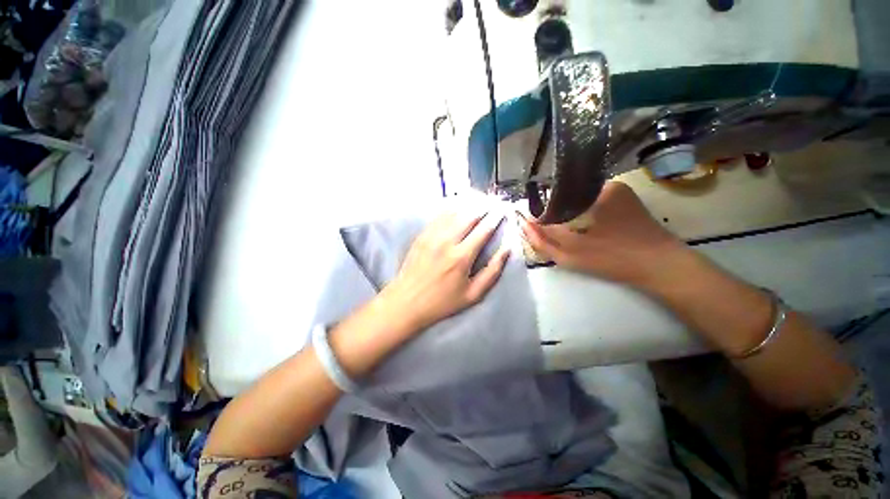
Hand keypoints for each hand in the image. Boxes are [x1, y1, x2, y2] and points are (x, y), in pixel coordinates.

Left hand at [381, 211, 510, 330]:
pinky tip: (457, 205)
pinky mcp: (421, 236)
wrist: (406, 302)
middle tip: (492, 202)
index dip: (495, 218)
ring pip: (453, 212)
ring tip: (478, 200)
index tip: (503, 210)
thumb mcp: (472, 295)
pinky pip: (438, 216)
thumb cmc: (442, 302)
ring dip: (468, 205)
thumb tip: (506, 250)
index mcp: (461, 257)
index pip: (483, 230)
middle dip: (483, 207)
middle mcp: (447, 241)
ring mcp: (431, 236)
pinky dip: (450, 208)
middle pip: (469, 215)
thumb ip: (492, 272)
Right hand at [519, 182, 686, 289]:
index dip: (541, 210)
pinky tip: (583, 227)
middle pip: (566, 195)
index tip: (533, 224)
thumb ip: (542, 240)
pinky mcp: (626, 198)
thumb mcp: (571, 255)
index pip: (554, 196)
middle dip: (554, 212)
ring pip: (578, 199)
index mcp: (593, 193)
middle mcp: (605, 184)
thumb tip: (523, 223)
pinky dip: (582, 212)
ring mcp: (618, 190)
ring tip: (566, 231)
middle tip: (549, 230)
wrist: (662, 266)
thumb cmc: (614, 259)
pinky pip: (592, 201)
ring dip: (567, 212)